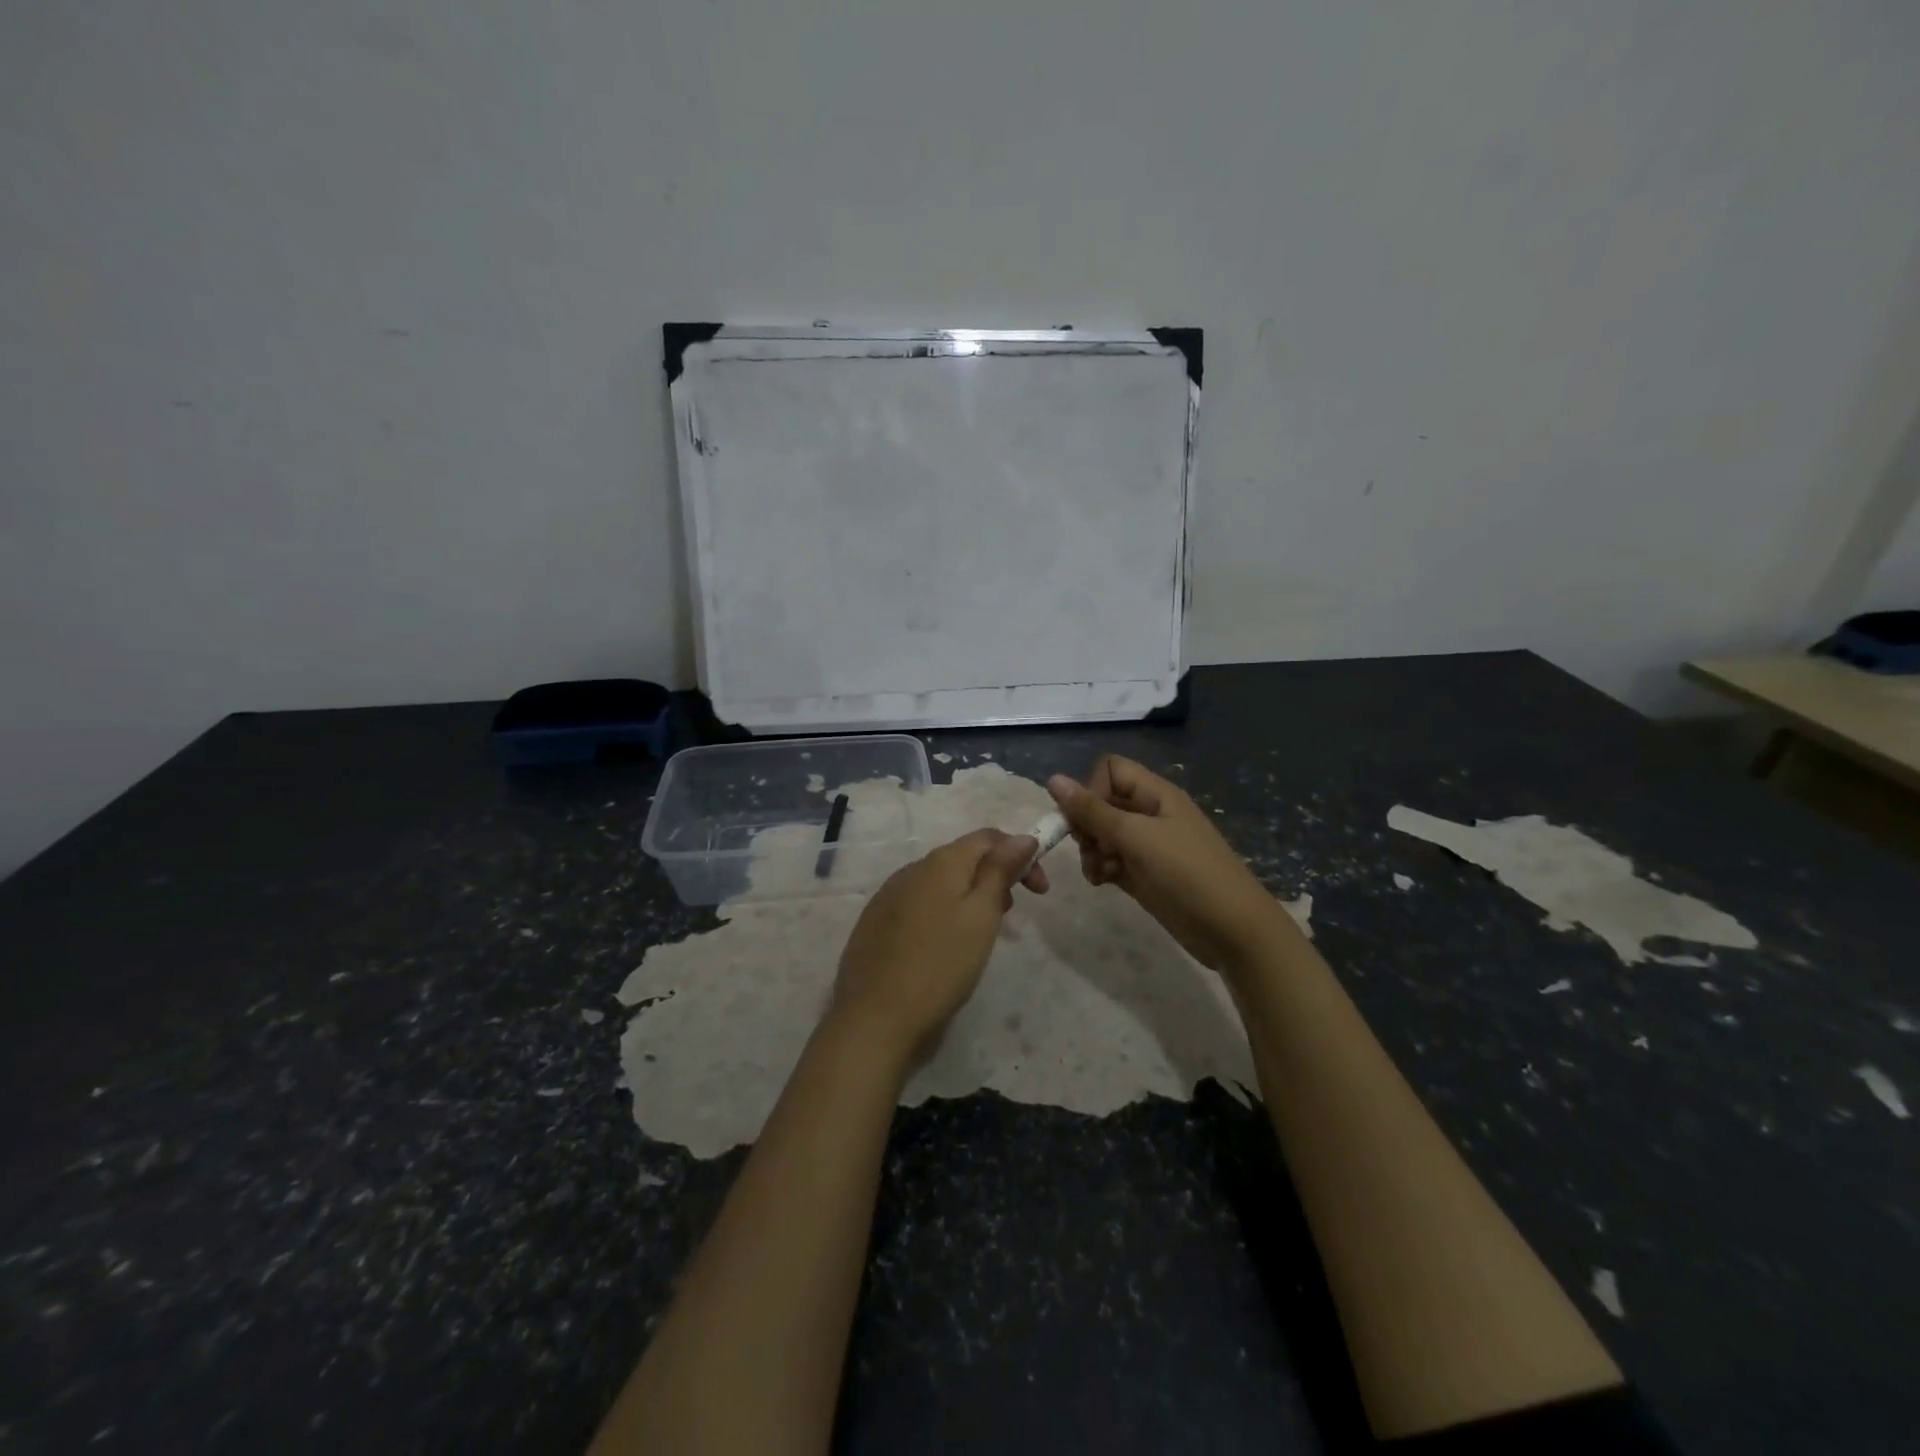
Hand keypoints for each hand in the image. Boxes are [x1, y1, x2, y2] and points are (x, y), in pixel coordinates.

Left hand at [832, 829, 1045, 1055]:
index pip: (988, 837)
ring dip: (969, 894)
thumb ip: (1000, 871)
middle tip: (1011, 912)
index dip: (1020, 854)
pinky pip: (919, 902)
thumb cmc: (940, 964)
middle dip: (995, 875)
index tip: (1040, 891)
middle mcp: (912, 869)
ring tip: (982, 930)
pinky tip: (944, 944)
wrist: (875, 1017)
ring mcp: (889, 895)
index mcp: (940, 862)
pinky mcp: (876, 922)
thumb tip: (1022, 837)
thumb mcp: (982, 915)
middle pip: (963, 857)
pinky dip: (942, 911)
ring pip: (940, 881)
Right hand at [1048, 756, 1289, 972]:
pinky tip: (1103, 883)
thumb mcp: (1136, 837)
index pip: (1110, 770)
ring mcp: (1148, 846)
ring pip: (1103, 834)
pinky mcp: (1144, 874)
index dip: (1092, 789)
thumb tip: (1053, 779)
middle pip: (1102, 802)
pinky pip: (1110, 860)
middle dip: (1086, 824)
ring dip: (1091, 850)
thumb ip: (1092, 810)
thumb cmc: (1187, 873)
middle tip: (1088, 847)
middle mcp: (1150, 814)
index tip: (1087, 819)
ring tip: (1097, 871)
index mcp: (1155, 794)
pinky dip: (1101, 868)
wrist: (1231, 929)